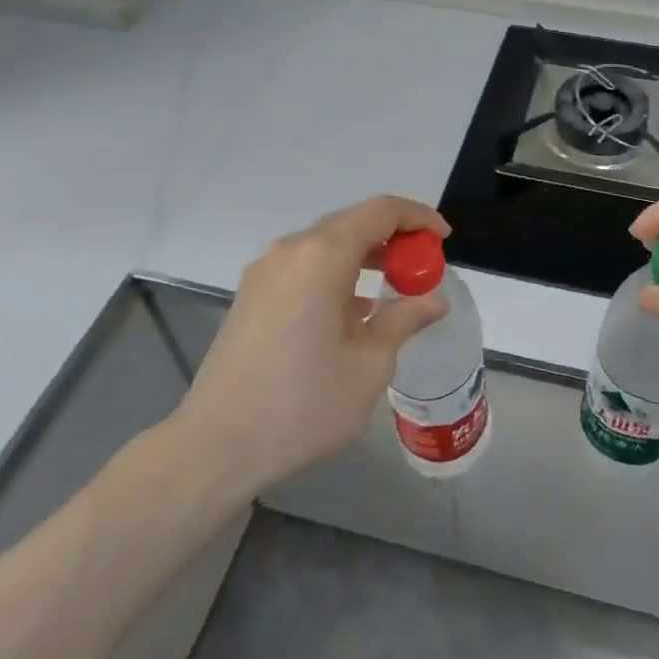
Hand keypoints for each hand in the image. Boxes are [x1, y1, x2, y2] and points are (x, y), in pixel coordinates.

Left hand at [170, 195, 449, 492]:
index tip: (443, 240)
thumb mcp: (370, 365)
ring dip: (364, 255)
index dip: (418, 217)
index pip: (381, 211)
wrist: (215, 447)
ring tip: (393, 287)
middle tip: (422, 267)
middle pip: (352, 222)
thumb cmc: (303, 404)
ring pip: (326, 244)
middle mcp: (291, 250)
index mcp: (322, 255)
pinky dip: (335, 272)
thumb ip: (404, 320)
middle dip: (393, 237)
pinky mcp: (251, 296)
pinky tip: (351, 310)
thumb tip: (433, 300)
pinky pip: (304, 266)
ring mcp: (265, 271)